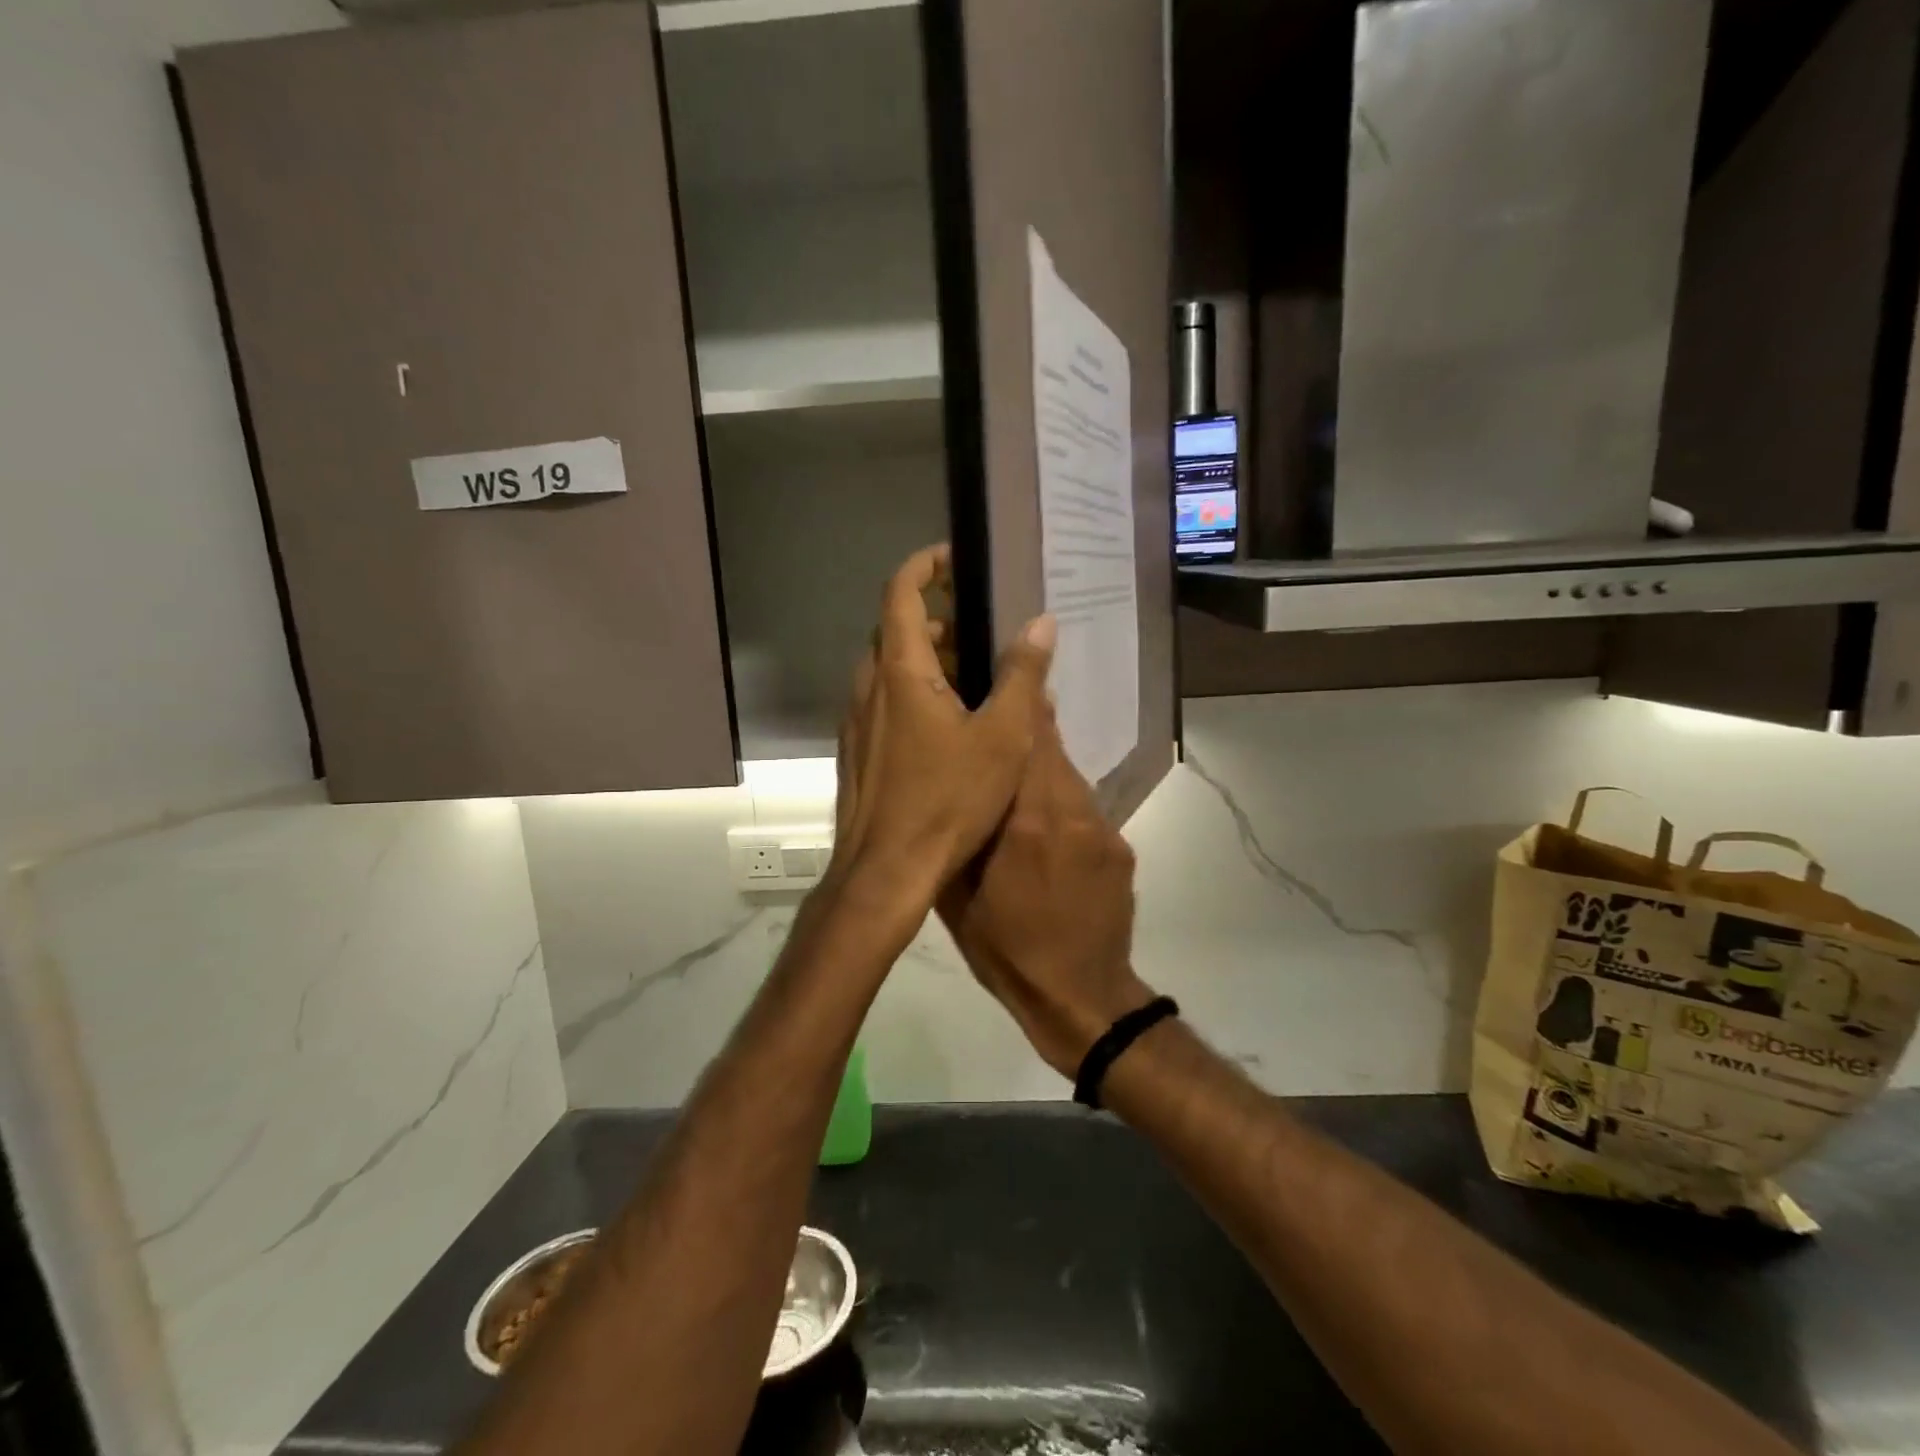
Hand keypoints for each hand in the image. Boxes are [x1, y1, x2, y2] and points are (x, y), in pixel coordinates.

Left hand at [826, 545, 1055, 942]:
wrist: (885, 871)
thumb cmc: (946, 801)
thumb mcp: (1002, 738)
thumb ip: (1022, 676)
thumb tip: (1041, 623)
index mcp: (899, 671)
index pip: (901, 592)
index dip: (925, 565)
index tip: (954, 558)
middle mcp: (867, 687)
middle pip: (895, 630)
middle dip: (936, 619)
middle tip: (980, 632)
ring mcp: (855, 722)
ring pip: (887, 670)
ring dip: (924, 661)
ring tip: (971, 680)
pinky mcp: (855, 752)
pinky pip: (882, 703)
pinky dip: (910, 694)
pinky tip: (945, 729)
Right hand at [938, 710, 1156, 1077]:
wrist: (1082, 997)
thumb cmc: (1008, 951)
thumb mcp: (959, 896)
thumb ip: (959, 834)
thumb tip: (954, 789)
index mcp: (1029, 822)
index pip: (1027, 741)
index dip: (1019, 703)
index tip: (1003, 675)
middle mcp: (1072, 813)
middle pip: (1050, 750)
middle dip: (1026, 730)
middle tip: (997, 721)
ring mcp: (1102, 829)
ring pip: (1068, 777)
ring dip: (1041, 768)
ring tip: (1013, 774)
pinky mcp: (1119, 847)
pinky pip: (1084, 808)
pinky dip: (1060, 804)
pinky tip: (1043, 828)